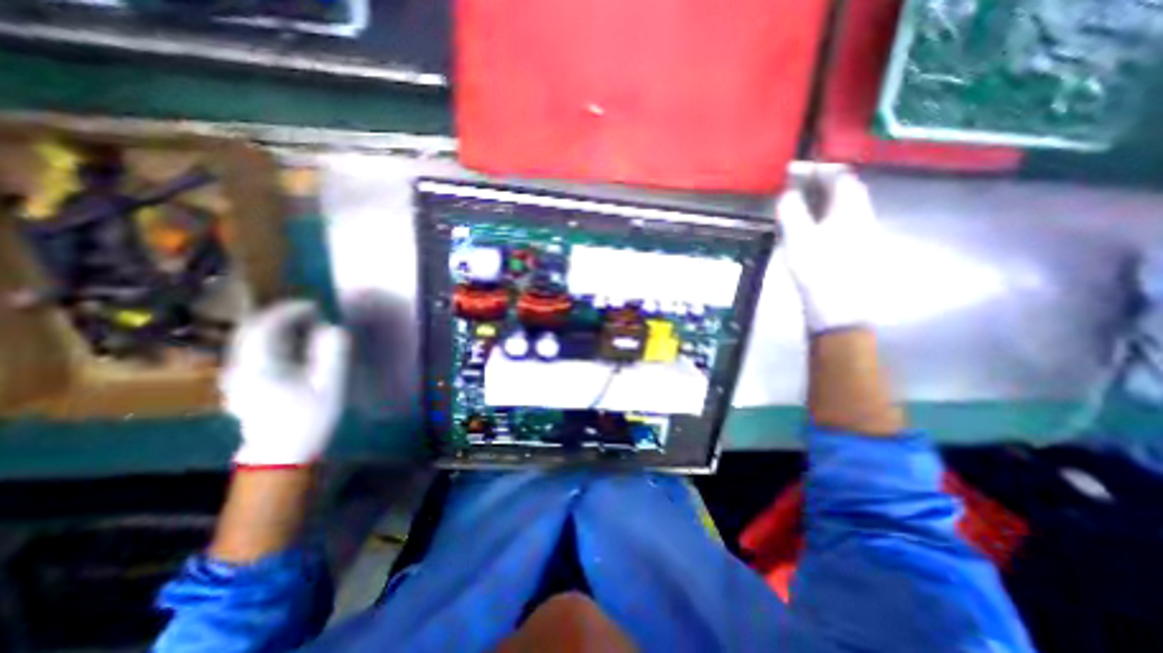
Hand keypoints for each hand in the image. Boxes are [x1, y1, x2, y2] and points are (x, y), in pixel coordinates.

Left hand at [222, 303, 349, 465]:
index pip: (266, 325)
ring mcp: (236, 376)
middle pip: (253, 330)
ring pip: (251, 340)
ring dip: (277, 327)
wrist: (281, 454)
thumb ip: (332, 353)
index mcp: (258, 365)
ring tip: (306, 325)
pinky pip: (254, 351)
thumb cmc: (308, 418)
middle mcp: (239, 367)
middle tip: (312, 312)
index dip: (290, 310)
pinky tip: (293, 346)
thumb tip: (333, 327)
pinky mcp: (242, 384)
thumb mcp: (329, 385)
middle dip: (282, 316)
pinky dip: (273, 340)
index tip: (315, 305)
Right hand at [777, 170, 877, 332]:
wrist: (838, 310)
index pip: (841, 177)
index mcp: (850, 210)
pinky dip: (824, 218)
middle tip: (796, 186)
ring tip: (798, 205)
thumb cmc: (818, 271)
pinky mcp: (854, 252)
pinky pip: (840, 224)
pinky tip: (809, 229)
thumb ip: (792, 212)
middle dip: (822, 184)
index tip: (797, 169)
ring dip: (823, 201)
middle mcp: (861, 217)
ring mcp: (861, 235)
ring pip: (843, 208)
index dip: (819, 169)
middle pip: (846, 191)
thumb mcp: (799, 239)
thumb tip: (787, 193)